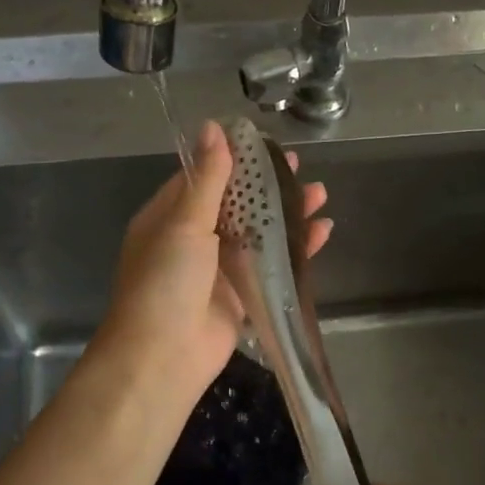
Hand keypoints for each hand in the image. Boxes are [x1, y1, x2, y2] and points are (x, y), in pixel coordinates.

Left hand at [95, 120, 330, 417]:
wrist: (163, 357)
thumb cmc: (166, 281)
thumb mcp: (184, 223)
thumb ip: (207, 178)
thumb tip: (213, 127)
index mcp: (170, 217)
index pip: (204, 177)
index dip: (236, 160)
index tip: (266, 144)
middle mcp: (194, 239)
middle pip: (238, 204)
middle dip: (268, 186)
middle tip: (300, 166)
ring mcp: (219, 269)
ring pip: (259, 233)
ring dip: (287, 214)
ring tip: (320, 194)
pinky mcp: (242, 295)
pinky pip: (272, 265)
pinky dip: (296, 249)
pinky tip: (321, 231)